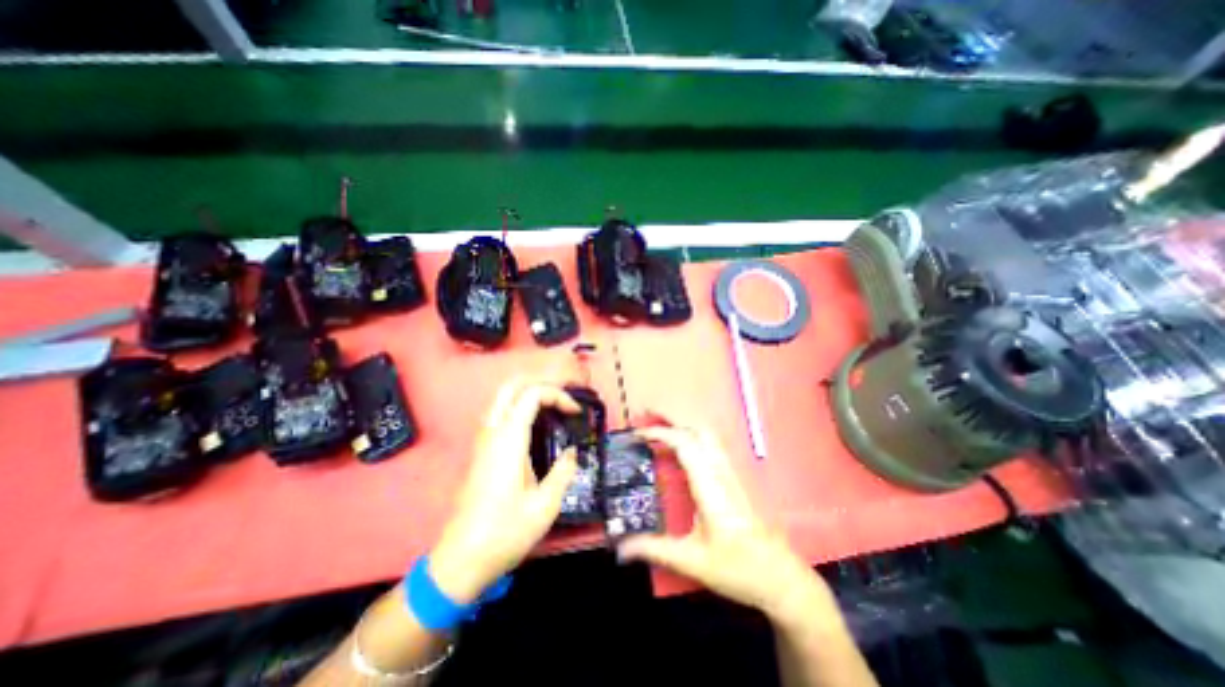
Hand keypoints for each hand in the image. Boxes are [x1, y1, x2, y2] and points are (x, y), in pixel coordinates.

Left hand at [431, 379, 581, 604]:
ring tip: (552, 404)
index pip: (532, 394)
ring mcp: (483, 440)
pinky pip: (499, 413)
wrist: (461, 559)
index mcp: (509, 440)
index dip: (557, 395)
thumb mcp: (545, 505)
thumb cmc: (505, 532)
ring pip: (502, 397)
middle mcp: (493, 432)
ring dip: (528, 392)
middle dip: (539, 382)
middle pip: (511, 386)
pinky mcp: (481, 451)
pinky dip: (519, 406)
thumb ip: (563, 472)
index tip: (575, 412)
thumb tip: (573, 452)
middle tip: (562, 395)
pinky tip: (534, 423)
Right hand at [619, 427, 827, 619]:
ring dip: (682, 424)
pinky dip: (691, 436)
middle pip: (698, 429)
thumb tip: (621, 546)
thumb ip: (655, 549)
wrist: (780, 576)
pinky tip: (680, 448)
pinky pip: (711, 445)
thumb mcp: (692, 561)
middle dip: (671, 417)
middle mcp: (721, 471)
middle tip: (646, 416)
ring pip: (707, 434)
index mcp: (710, 486)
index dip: (660, 433)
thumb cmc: (738, 568)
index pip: (685, 444)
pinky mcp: (733, 477)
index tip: (638, 434)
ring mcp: (730, 472)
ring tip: (659, 426)